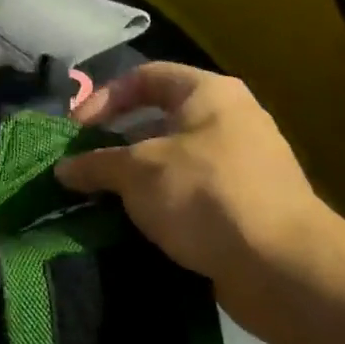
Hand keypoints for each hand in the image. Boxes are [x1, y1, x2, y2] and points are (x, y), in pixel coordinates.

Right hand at [53, 62, 338, 293]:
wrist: (281, 266)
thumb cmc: (204, 195)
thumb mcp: (138, 172)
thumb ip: (96, 164)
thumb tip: (63, 169)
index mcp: (209, 94)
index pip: (145, 77)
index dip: (104, 98)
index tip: (76, 131)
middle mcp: (230, 119)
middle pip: (159, 120)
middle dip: (117, 144)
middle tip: (86, 169)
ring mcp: (243, 163)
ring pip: (174, 160)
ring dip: (136, 179)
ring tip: (104, 201)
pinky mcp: (247, 205)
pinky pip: (192, 193)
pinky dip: (162, 204)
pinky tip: (138, 225)